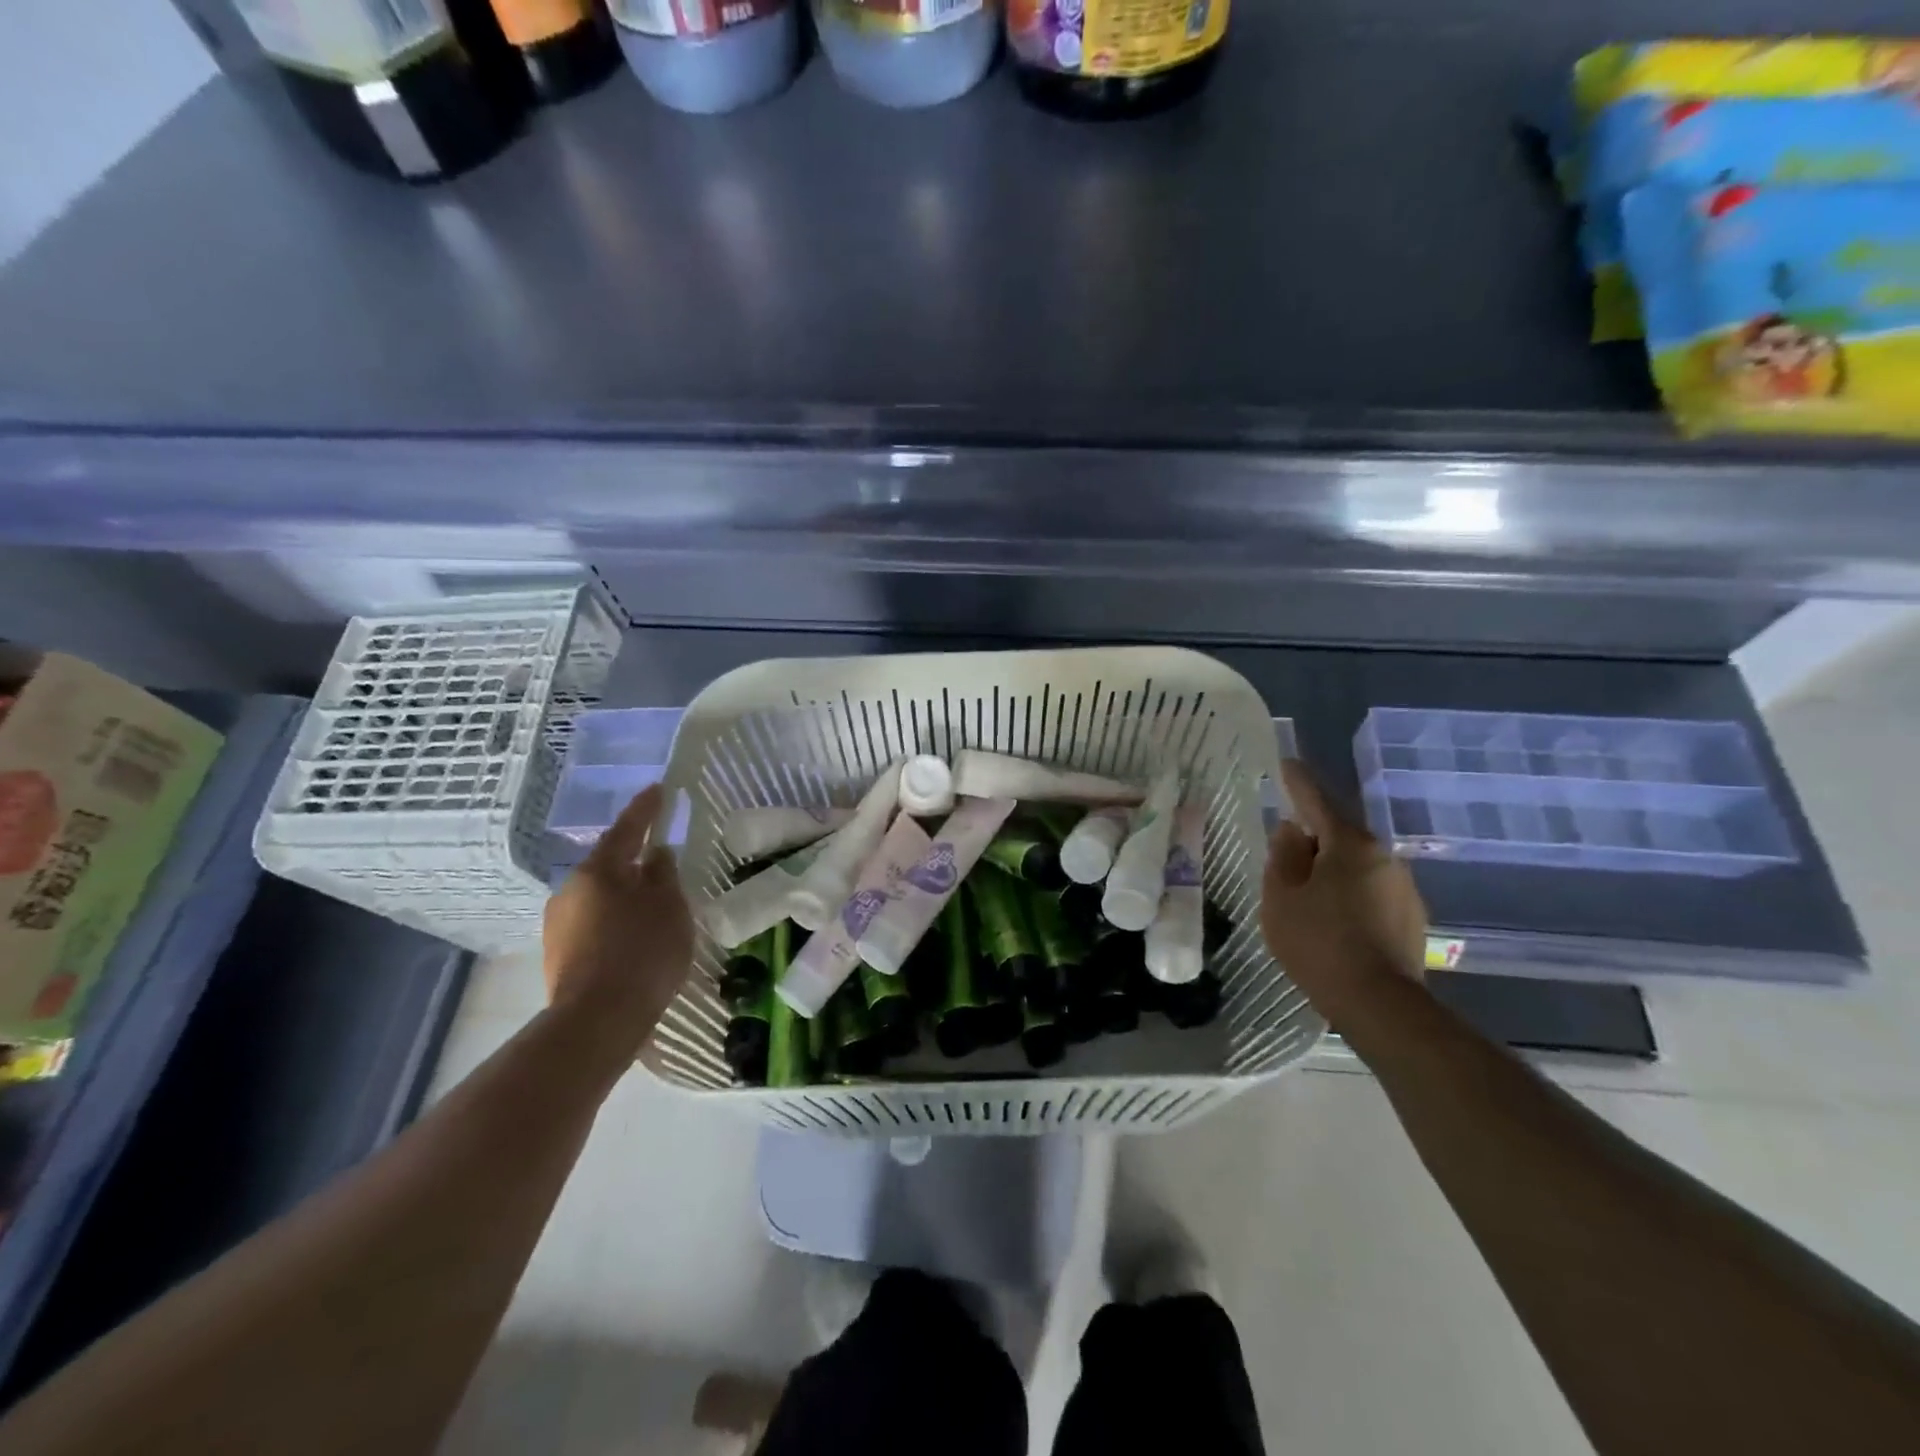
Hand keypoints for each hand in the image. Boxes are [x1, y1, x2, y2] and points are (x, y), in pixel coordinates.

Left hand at [542, 783, 693, 1074]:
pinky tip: (636, 936)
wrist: (598, 1021)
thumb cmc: (642, 952)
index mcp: (598, 870)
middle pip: (609, 865)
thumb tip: (655, 855)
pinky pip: (595, 923)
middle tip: (662, 858)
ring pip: (600, 896)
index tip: (658, 789)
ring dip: (625, 894)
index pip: (627, 829)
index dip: (645, 809)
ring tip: (654, 905)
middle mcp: (570, 890)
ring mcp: (559, 924)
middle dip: (634, 860)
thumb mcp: (669, 907)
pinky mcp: (559, 955)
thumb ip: (664, 874)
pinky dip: (616, 921)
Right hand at [1262, 758, 1427, 1029]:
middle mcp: (1384, 857)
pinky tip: (1334, 920)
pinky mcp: (1411, 918)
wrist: (1380, 1004)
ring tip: (1306, 895)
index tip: (1287, 764)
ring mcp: (1403, 888)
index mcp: (1350, 844)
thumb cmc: (1319, 942)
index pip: (1317, 802)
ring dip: (1331, 870)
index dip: (1298, 782)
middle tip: (1285, 852)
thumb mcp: (1281, 896)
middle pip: (1339, 835)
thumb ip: (1283, 856)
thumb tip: (1292, 831)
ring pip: (1356, 865)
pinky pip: (1371, 891)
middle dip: (1313, 838)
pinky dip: (1349, 894)